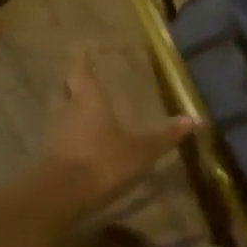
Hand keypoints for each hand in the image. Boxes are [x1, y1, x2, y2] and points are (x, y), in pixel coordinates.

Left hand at [38, 52, 194, 211]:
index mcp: (89, 99)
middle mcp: (68, 110)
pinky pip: (63, 140)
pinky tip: (87, 146)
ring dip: (75, 114)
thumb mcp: (142, 150)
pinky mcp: (50, 158)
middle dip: (77, 87)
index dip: (83, 60)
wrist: (61, 197)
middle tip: (89, 83)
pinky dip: (73, 139)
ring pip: (64, 116)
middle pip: (68, 91)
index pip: (81, 71)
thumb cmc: (103, 161)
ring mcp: (55, 135)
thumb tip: (195, 119)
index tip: (84, 50)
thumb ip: (166, 135)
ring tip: (92, 115)